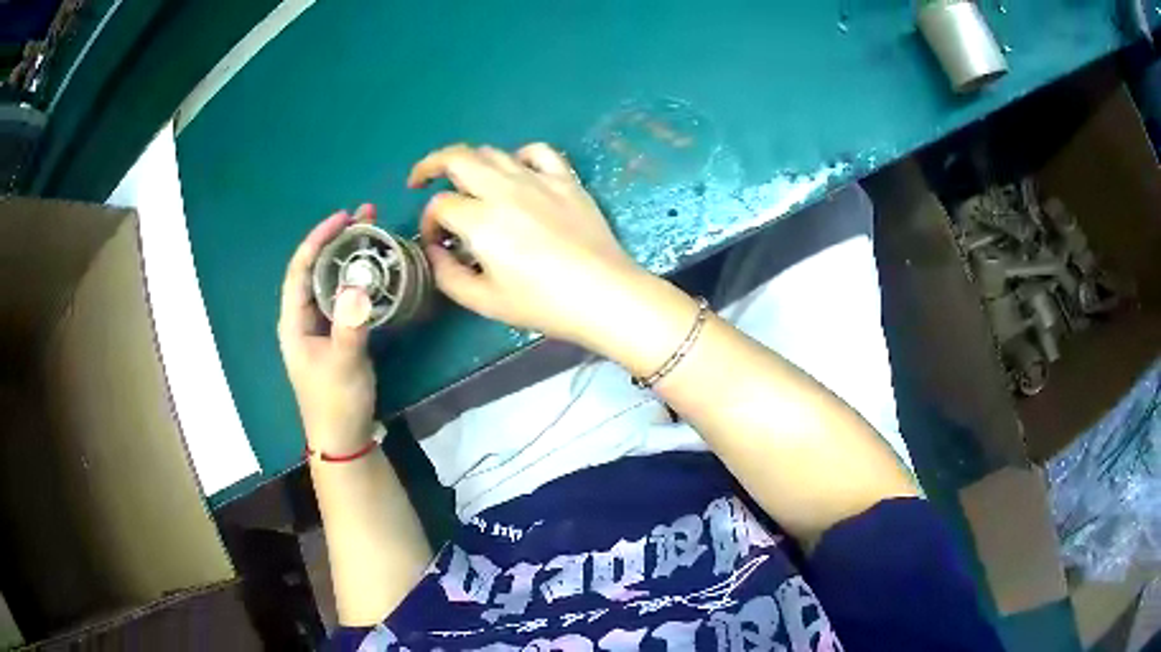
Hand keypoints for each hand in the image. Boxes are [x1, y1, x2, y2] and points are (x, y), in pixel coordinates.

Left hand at [278, 206, 377, 454]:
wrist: (343, 439)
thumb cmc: (336, 402)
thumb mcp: (344, 362)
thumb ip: (350, 322)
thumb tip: (357, 280)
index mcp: (293, 322)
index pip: (300, 269)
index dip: (318, 240)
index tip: (343, 218)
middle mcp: (302, 319)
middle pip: (315, 270)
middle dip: (337, 242)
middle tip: (365, 218)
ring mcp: (319, 329)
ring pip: (330, 283)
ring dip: (348, 258)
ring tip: (373, 236)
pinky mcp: (335, 337)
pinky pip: (343, 299)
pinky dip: (357, 281)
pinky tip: (374, 273)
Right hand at [409, 143, 646, 349]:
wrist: (605, 295)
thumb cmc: (543, 304)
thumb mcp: (485, 301)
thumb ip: (448, 275)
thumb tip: (436, 251)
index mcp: (481, 220)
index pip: (440, 206)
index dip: (429, 223)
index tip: (437, 244)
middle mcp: (505, 189)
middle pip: (457, 158)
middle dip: (430, 166)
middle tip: (420, 180)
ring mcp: (538, 180)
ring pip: (493, 152)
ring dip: (469, 162)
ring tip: (465, 180)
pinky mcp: (566, 180)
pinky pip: (537, 151)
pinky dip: (518, 156)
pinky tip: (516, 171)